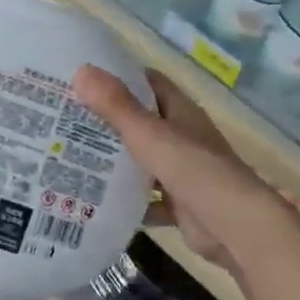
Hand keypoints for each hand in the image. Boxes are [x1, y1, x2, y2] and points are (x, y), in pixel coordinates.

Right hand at [71, 64, 292, 275]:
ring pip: (142, 162)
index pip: (148, 84)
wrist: (235, 228)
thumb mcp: (150, 135)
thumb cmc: (195, 171)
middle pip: (141, 123)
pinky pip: (146, 199)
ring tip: (70, 158)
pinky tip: (94, 202)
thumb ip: (117, 107)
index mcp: (181, 113)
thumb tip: (81, 71)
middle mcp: (183, 138)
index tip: (82, 78)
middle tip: (64, 121)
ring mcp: (182, 172)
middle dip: (107, 122)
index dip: (119, 77)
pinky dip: (126, 201)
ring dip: (113, 162)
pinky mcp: (179, 204)